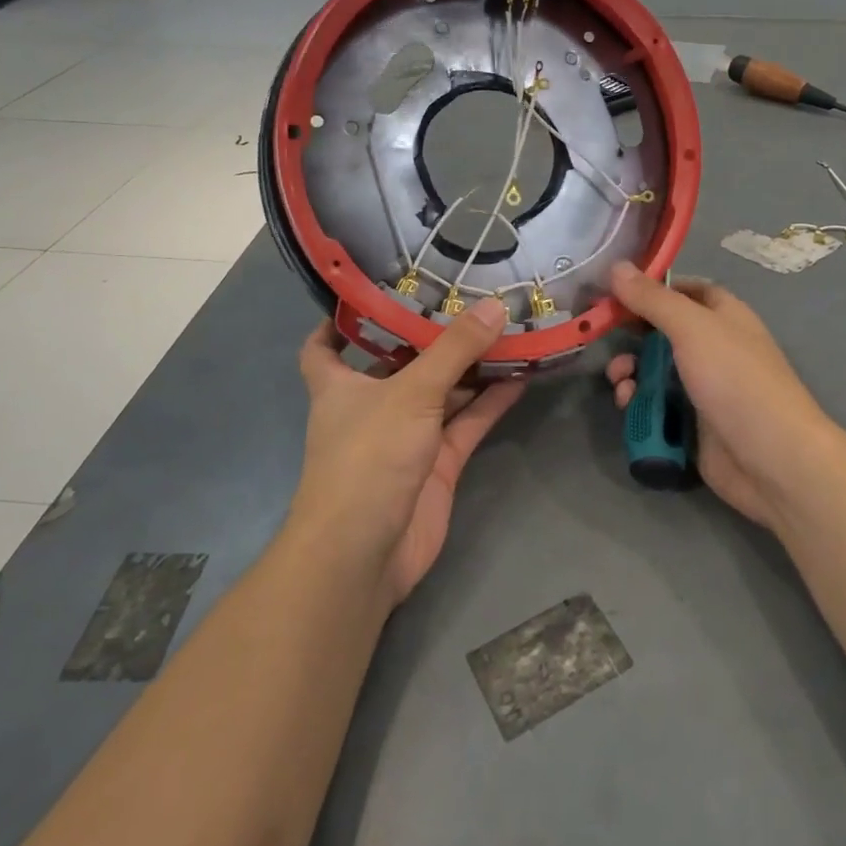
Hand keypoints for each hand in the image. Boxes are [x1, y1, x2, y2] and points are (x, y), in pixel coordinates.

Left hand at [295, 298, 524, 604]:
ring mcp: (407, 436)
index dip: (339, 322)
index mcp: (340, 385)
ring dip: (471, 366)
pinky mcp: (438, 463)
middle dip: (431, 336)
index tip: (370, 293)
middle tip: (470, 297)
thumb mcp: (411, 392)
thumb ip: (455, 350)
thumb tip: (496, 305)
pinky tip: (521, 373)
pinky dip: (491, 401)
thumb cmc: (368, 456)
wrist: (366, 552)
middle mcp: (372, 406)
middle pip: (401, 362)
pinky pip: (467, 422)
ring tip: (508, 327)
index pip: (324, 347)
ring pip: (442, 392)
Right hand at [605, 261, 837, 536]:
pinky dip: (639, 405)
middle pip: (662, 333)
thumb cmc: (736, 380)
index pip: (684, 290)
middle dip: (632, 337)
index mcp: (724, 316)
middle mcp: (714, 348)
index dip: (652, 288)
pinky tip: (628, 407)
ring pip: (655, 372)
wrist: (771, 458)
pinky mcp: (692, 424)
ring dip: (631, 374)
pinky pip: (657, 406)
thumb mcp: (692, 328)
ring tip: (620, 383)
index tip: (614, 292)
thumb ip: (652, 299)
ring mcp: (703, 389)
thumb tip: (616, 266)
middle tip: (603, 339)